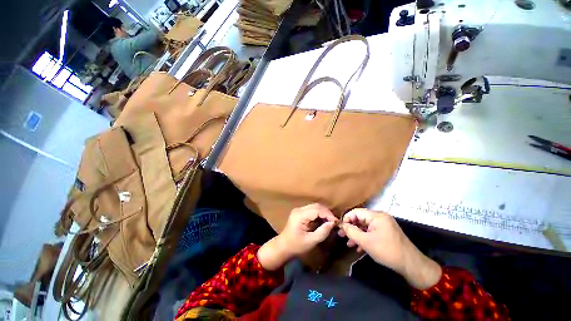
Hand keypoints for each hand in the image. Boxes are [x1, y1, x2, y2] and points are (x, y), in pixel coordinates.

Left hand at [258, 204, 337, 269]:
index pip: (318, 209)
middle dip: (328, 213)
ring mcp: (299, 211)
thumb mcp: (311, 241)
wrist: (283, 247)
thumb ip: (323, 232)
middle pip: (317, 206)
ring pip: (316, 207)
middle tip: (335, 223)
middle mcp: (299, 210)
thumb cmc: (296, 246)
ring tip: (331, 223)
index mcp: (299, 215)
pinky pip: (313, 211)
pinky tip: (324, 222)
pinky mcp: (300, 214)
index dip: (329, 215)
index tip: (336, 223)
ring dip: (325, 214)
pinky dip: (320, 215)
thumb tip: (333, 223)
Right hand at [339, 209, 441, 289]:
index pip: (357, 212)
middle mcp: (382, 217)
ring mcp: (385, 225)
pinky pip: (373, 232)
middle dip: (351, 228)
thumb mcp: (366, 241)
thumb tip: (342, 225)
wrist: (405, 259)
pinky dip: (365, 238)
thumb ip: (352, 232)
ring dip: (357, 235)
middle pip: (362, 219)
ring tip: (349, 245)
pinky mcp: (388, 233)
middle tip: (341, 237)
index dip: (346, 219)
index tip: (338, 229)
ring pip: (367, 227)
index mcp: (377, 216)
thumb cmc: (385, 249)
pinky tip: (360, 248)